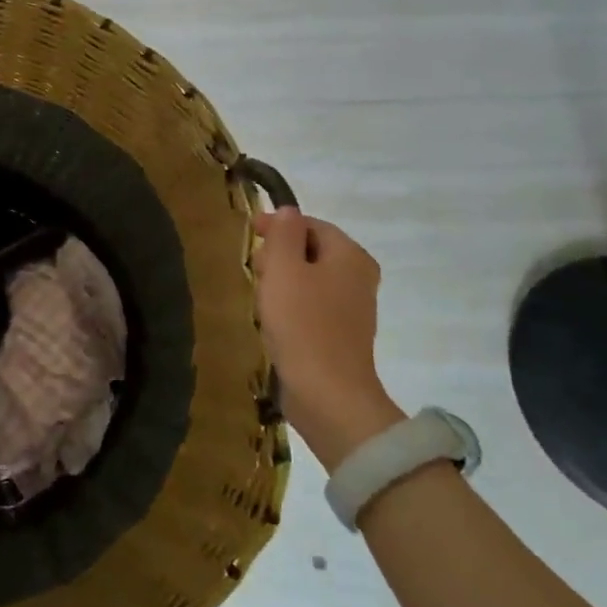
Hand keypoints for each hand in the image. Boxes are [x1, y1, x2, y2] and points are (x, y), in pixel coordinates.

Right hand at [253, 208, 402, 469]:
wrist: (327, 394)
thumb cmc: (303, 324)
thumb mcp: (284, 269)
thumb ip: (284, 234)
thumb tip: (288, 212)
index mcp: (350, 256)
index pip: (310, 224)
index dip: (278, 225)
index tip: (248, 234)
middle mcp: (358, 277)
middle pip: (310, 251)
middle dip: (278, 256)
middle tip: (252, 270)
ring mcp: (352, 309)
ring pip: (308, 280)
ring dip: (280, 283)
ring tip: (257, 298)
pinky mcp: (340, 335)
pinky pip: (310, 307)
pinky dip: (289, 307)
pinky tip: (270, 322)